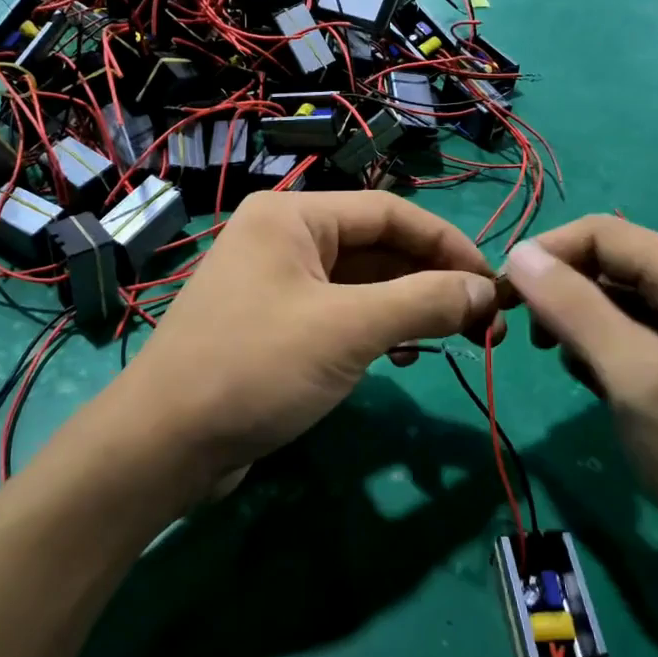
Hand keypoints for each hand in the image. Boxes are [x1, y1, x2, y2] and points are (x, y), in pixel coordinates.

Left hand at [122, 191, 500, 482]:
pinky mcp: (273, 325)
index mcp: (294, 215)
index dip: (448, 244)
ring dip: (409, 306)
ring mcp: (275, 283)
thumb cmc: (256, 367)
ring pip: (361, 283)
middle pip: (377, 247)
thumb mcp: (348, 329)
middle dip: (432, 281)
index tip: (493, 284)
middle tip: (483, 323)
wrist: (164, 444)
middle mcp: (283, 238)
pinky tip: (402, 355)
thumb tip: (485, 290)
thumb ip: (423, 302)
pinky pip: (339, 312)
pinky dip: (376, 328)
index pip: (390, 212)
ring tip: (454, 339)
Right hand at [502, 216, 657, 580]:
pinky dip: (608, 349)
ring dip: (582, 323)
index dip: (545, 255)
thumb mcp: (633, 377)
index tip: (501, 296)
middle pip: (612, 262)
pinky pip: (640, 332)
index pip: (601, 232)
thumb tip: (518, 253)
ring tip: (568, 367)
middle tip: (530, 341)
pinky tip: (599, 384)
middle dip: (562, 292)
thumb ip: (573, 308)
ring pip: (622, 298)